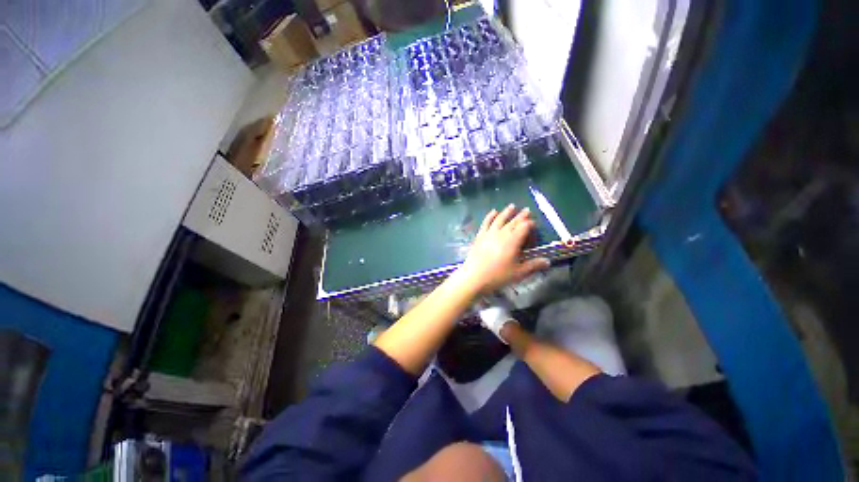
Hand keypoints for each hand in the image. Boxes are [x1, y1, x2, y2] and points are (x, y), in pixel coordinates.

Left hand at [454, 204, 549, 293]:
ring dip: (506, 212)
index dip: (530, 224)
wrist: (474, 277)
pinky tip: (493, 212)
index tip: (534, 225)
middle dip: (521, 215)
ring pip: (499, 219)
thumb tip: (548, 261)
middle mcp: (502, 233)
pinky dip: (490, 216)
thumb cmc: (498, 275)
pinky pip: (486, 223)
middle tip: (527, 210)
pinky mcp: (480, 236)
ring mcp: (489, 233)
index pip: (524, 227)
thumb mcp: (518, 273)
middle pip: (513, 221)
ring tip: (512, 206)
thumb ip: (533, 265)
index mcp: (513, 240)